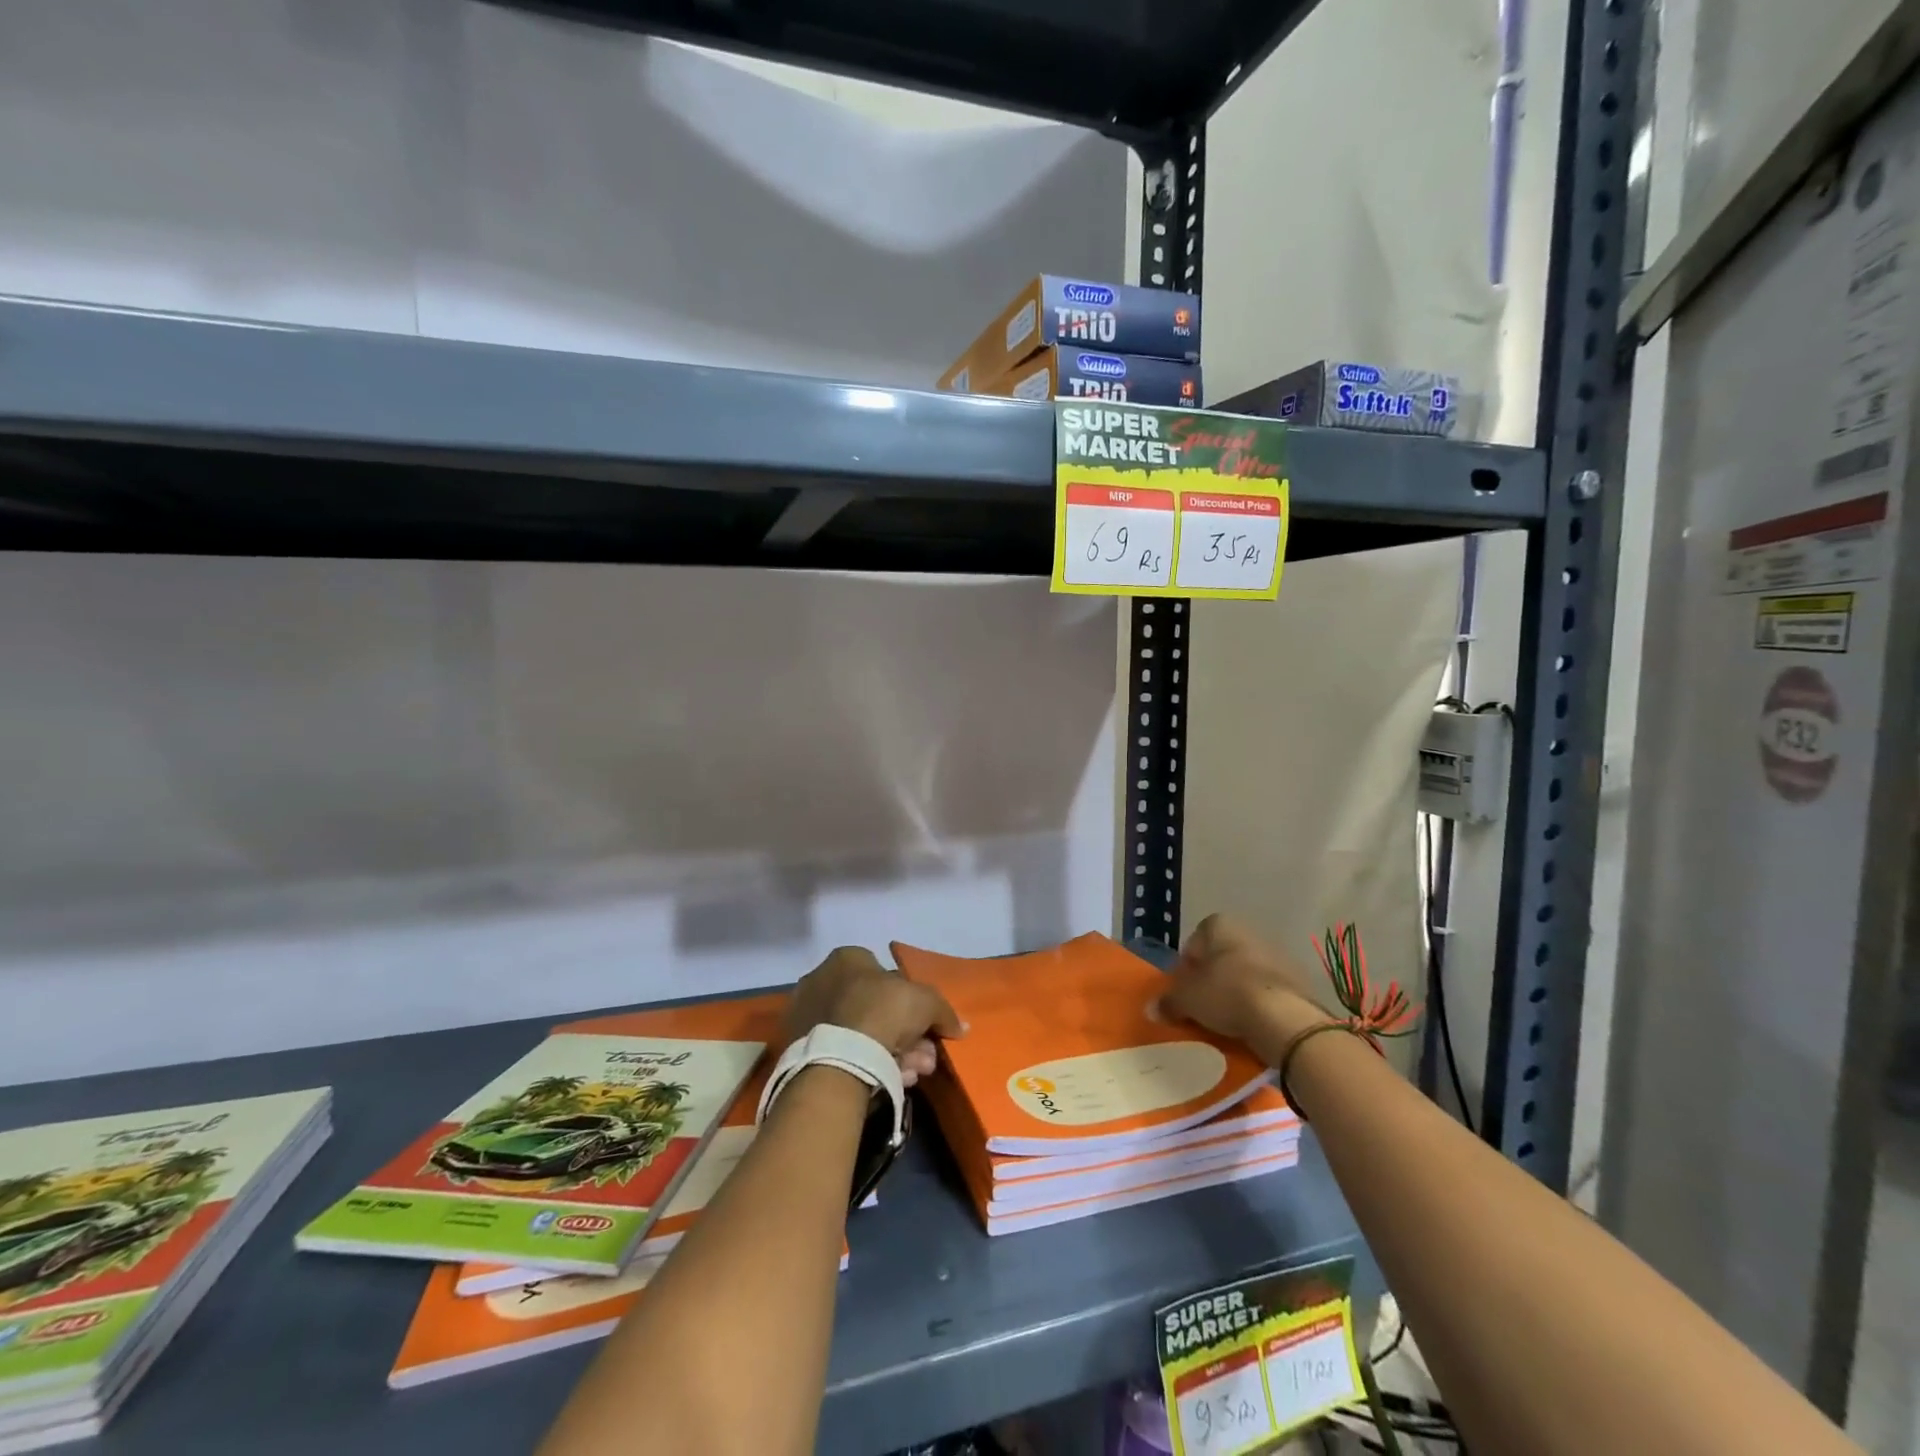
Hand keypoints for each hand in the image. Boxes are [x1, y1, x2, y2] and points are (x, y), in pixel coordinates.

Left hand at [785, 947, 964, 1087]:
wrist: (839, 1058)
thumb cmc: (882, 1012)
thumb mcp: (925, 1003)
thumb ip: (943, 1011)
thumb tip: (960, 1027)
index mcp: (846, 958)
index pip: (884, 974)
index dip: (909, 1002)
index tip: (924, 1028)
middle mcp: (821, 979)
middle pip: (874, 1008)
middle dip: (905, 1034)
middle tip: (923, 1057)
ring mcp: (807, 1014)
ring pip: (860, 1033)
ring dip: (892, 1052)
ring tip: (912, 1074)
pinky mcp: (798, 1048)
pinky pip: (843, 1051)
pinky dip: (867, 1063)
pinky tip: (890, 1079)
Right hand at [1155, 914, 1326, 1054]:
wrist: (1284, 1018)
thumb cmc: (1226, 994)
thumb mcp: (1187, 1000)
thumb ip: (1169, 1001)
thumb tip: (1151, 1009)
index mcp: (1220, 925)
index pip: (1195, 942)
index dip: (1187, 967)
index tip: (1185, 990)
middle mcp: (1250, 931)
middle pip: (1222, 957)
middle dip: (1213, 979)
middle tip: (1204, 1006)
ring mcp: (1278, 954)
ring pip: (1247, 973)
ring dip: (1237, 991)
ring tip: (1228, 1020)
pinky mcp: (1298, 980)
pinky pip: (1269, 991)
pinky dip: (1259, 1003)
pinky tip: (1252, 1024)